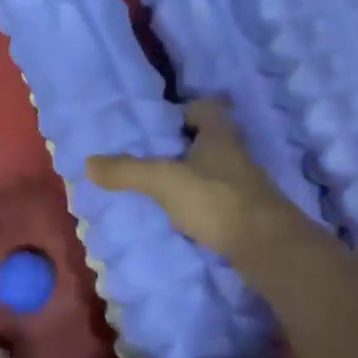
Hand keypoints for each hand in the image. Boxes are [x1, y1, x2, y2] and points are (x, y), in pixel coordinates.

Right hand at [87, 99, 305, 260]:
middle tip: (155, 157)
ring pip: (216, 171)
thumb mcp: (164, 181)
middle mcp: (237, 154)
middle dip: (185, 146)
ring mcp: (248, 186)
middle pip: (210, 140)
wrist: (269, 249)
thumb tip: (88, 163)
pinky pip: (222, 200)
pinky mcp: (251, 215)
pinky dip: (204, 205)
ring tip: (164, 189)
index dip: (184, 111)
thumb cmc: (216, 200)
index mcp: (220, 134)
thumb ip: (127, 171)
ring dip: (195, 177)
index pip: (206, 108)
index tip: (161, 126)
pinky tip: (185, 218)